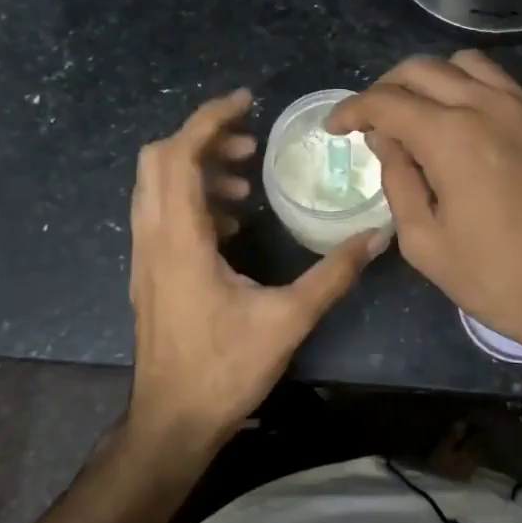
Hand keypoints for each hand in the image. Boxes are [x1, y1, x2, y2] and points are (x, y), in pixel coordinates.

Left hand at [128, 88, 388, 454]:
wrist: (171, 420)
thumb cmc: (224, 370)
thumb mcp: (288, 320)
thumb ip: (333, 274)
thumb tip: (375, 236)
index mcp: (180, 239)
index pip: (180, 155)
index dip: (210, 119)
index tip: (247, 102)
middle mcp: (153, 237)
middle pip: (158, 160)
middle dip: (204, 139)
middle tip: (251, 145)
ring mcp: (145, 255)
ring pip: (157, 186)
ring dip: (198, 169)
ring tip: (247, 181)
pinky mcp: (150, 272)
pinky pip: (162, 213)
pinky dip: (193, 198)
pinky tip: (232, 222)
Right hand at [328, 53, 521, 357]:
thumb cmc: (499, 279)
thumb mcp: (426, 242)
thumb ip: (398, 180)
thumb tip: (386, 140)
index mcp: (452, 136)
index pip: (387, 102)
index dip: (352, 110)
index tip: (335, 126)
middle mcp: (491, 105)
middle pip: (424, 69)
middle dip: (387, 88)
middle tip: (373, 119)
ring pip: (469, 64)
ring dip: (433, 80)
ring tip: (421, 114)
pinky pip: (506, 87)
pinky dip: (474, 93)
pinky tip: (470, 129)